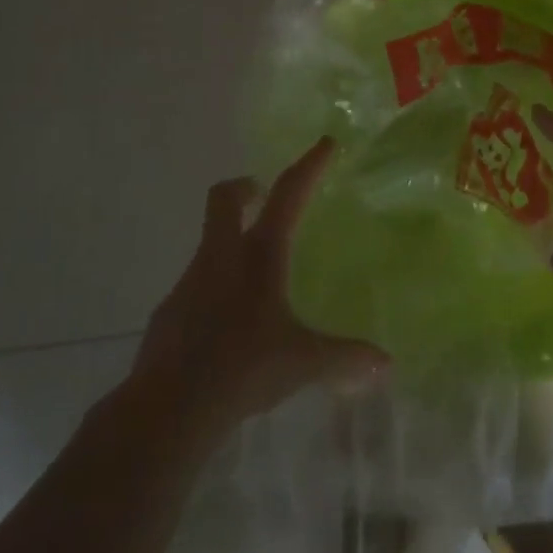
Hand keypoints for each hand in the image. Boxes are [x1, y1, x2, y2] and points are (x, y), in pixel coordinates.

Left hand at [127, 138, 385, 440]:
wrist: (166, 410)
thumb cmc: (242, 369)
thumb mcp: (302, 363)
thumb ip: (345, 358)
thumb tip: (386, 364)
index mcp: (258, 256)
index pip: (288, 195)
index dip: (308, 166)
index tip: (324, 143)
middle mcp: (221, 257)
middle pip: (223, 199)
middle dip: (245, 188)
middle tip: (263, 195)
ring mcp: (189, 282)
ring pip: (210, 244)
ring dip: (231, 243)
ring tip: (257, 276)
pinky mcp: (169, 312)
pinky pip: (197, 284)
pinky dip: (215, 287)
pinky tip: (230, 322)